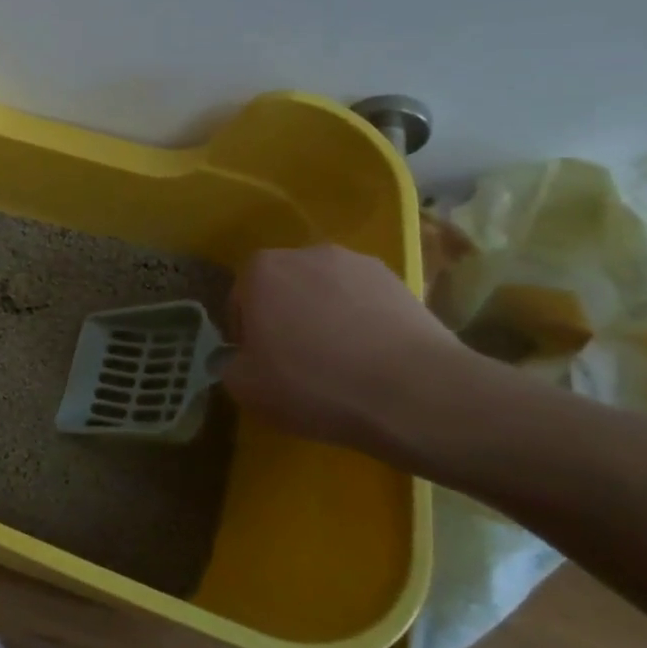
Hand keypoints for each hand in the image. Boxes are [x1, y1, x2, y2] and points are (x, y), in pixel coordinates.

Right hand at [222, 244, 459, 453]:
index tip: (262, 364)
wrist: (415, 393)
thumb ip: (231, 364)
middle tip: (298, 362)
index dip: (247, 334)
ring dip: (326, 318)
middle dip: (286, 318)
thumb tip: (243, 359)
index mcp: (260, 270)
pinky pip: (366, 302)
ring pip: (327, 293)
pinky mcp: (401, 282)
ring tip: (342, 362)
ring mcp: (358, 264)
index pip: (241, 300)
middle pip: (284, 289)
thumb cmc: (313, 383)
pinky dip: (364, 323)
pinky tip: (374, 360)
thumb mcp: (246, 387)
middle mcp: (305, 254)